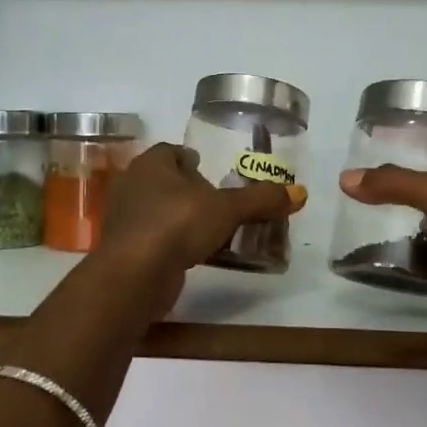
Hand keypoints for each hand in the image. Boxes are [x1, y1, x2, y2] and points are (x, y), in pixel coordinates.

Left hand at [96, 143, 307, 312]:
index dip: (192, 159)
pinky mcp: (126, 248)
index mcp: (151, 163)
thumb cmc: (177, 224)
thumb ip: (260, 200)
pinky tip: (196, 254)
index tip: (212, 171)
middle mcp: (133, 184)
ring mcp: (126, 218)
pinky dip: (174, 242)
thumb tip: (301, 193)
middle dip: (190, 190)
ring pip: (160, 210)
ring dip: (182, 218)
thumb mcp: (227, 209)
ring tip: (212, 229)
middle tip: (219, 202)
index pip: (172, 151)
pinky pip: (156, 238)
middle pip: (166, 181)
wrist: (134, 275)